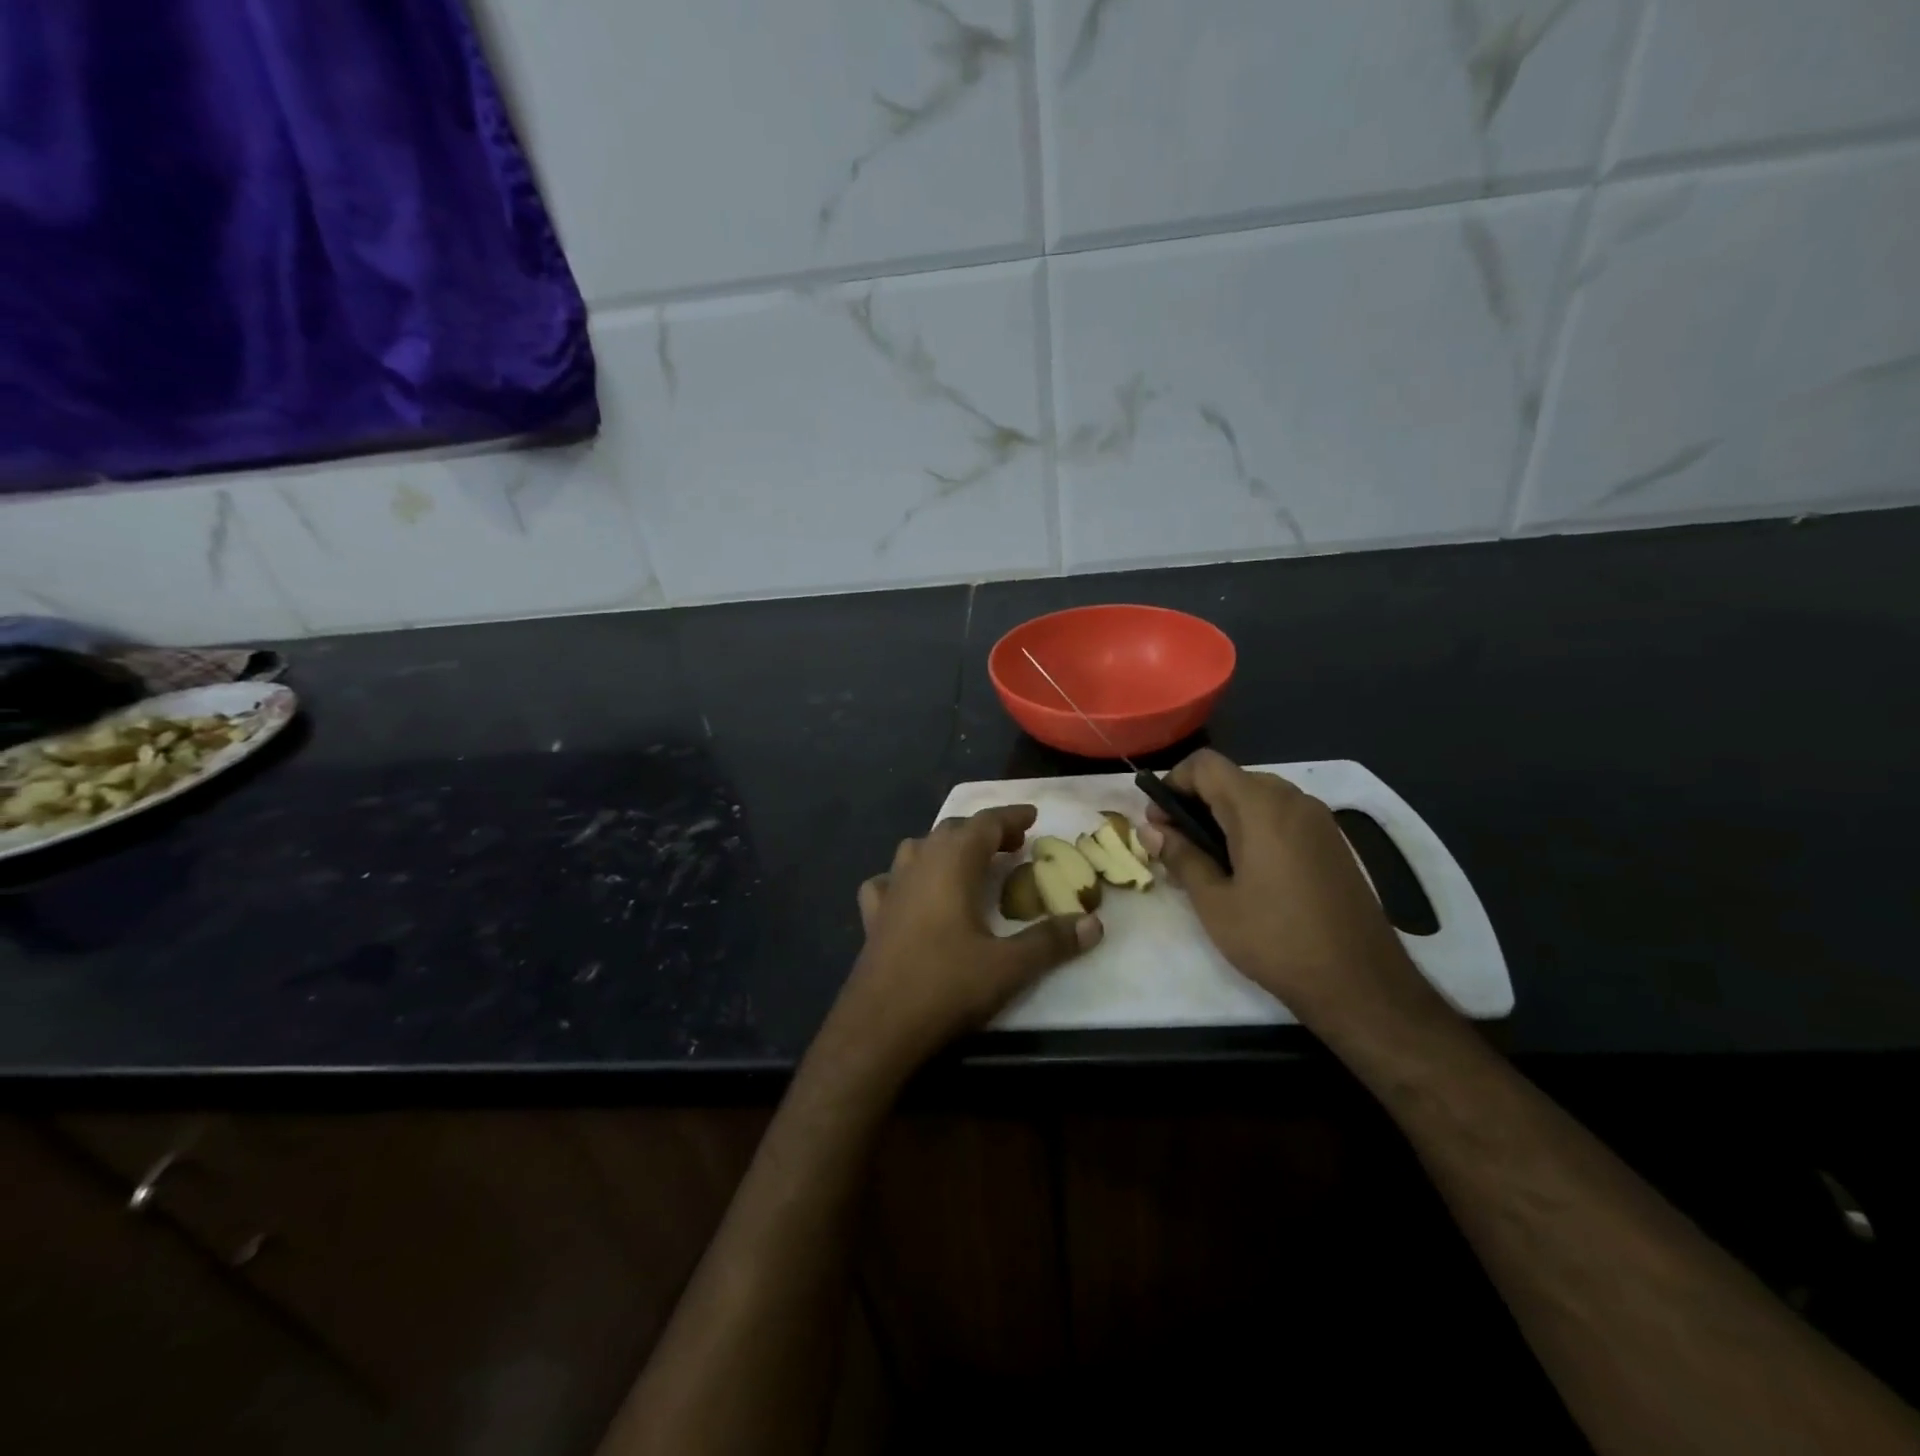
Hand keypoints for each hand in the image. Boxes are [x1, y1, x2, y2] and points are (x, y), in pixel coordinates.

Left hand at [825, 806, 1101, 1081]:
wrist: (879, 1027)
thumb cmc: (946, 986)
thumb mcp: (1009, 966)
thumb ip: (1051, 941)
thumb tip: (1094, 924)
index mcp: (952, 864)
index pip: (985, 823)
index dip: (1011, 816)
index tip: (1033, 816)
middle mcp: (918, 865)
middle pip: (952, 830)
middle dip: (984, 831)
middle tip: (1013, 844)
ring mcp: (890, 889)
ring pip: (918, 849)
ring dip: (947, 848)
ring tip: (969, 864)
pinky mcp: (873, 916)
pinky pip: (889, 881)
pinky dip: (907, 877)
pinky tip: (913, 894)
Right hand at [1140, 749, 1443, 1039]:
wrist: (1361, 983)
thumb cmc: (1276, 940)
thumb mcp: (1215, 903)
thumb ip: (1181, 857)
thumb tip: (1151, 831)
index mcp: (1260, 807)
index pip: (1205, 764)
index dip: (1173, 783)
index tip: (1158, 822)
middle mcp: (1293, 800)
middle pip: (1231, 777)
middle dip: (1196, 801)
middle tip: (1175, 844)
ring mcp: (1318, 819)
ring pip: (1256, 796)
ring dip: (1224, 815)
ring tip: (1207, 860)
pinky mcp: (1332, 841)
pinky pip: (1281, 815)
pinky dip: (1253, 827)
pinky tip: (1245, 870)